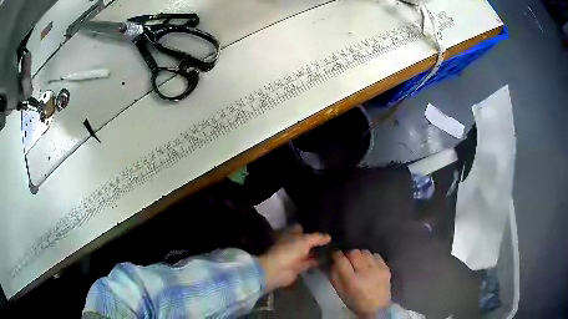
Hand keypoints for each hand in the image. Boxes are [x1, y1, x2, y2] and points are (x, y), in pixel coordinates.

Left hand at [258, 225, 330, 291]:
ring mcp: (294, 256)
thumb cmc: (289, 251)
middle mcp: (292, 244)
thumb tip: (329, 236)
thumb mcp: (305, 241)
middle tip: (331, 239)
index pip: (300, 228)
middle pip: (305, 241)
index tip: (323, 227)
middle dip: (315, 241)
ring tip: (332, 249)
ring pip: (308, 252)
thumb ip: (317, 238)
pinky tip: (327, 260)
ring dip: (317, 252)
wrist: (277, 270)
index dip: (310, 228)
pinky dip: (316, 262)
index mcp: (290, 235)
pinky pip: (309, 262)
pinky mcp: (298, 267)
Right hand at [330, 250, 390, 317]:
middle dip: (348, 254)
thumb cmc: (355, 302)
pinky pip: (376, 255)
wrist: (377, 308)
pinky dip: (370, 258)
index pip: (342, 260)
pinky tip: (369, 265)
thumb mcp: (340, 292)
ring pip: (365, 252)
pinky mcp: (386, 268)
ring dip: (360, 256)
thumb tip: (334, 261)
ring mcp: (378, 269)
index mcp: (352, 281)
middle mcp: (366, 272)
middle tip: (347, 260)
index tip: (335, 254)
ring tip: (359, 263)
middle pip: (354, 252)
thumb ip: (335, 276)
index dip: (336, 255)